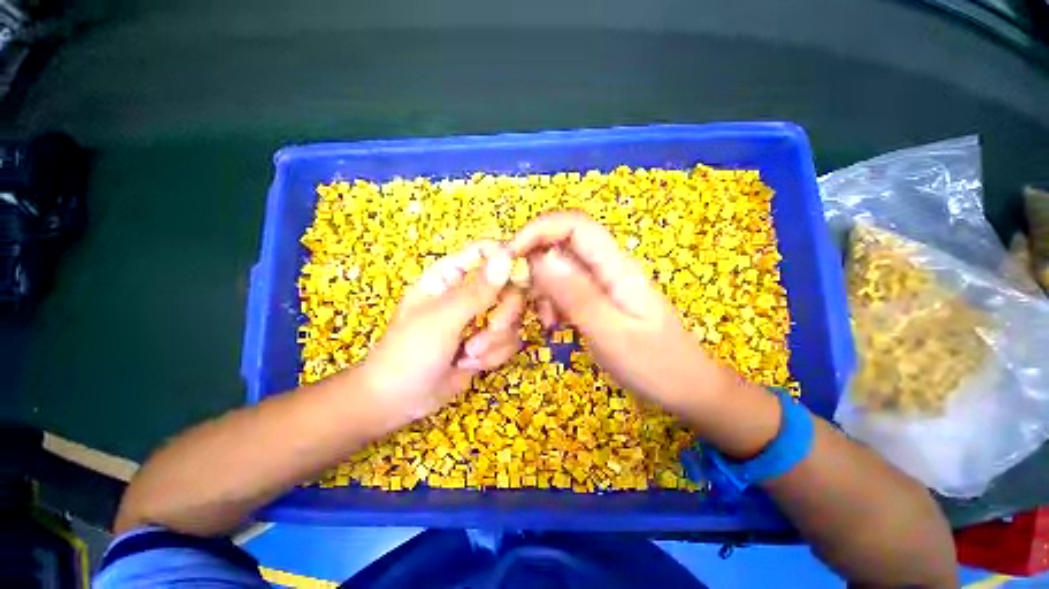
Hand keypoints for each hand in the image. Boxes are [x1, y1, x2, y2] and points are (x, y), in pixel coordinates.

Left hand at [359, 241, 524, 424]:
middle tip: (492, 328)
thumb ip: (478, 290)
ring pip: (512, 318)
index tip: (520, 277)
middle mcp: (469, 293)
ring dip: (495, 341)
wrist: (398, 401)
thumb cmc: (410, 352)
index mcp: (450, 276)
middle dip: (505, 313)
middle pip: (510, 286)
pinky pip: (509, 340)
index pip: (486, 251)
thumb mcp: (443, 318)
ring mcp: (480, 318)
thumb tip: (506, 256)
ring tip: (468, 355)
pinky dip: (494, 356)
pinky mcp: (487, 342)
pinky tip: (470, 364)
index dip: (506, 258)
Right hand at [510, 212, 734, 414]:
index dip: (538, 230)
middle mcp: (608, 268)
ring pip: (560, 269)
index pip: (575, 226)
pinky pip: (565, 290)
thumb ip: (577, 295)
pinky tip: (554, 324)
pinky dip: (552, 302)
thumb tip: (542, 258)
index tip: (509, 255)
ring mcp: (603, 285)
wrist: (687, 389)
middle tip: (520, 297)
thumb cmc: (656, 365)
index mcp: (617, 267)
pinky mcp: (598, 300)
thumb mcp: (613, 334)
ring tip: (546, 320)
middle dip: (534, 264)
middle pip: (562, 245)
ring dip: (541, 288)